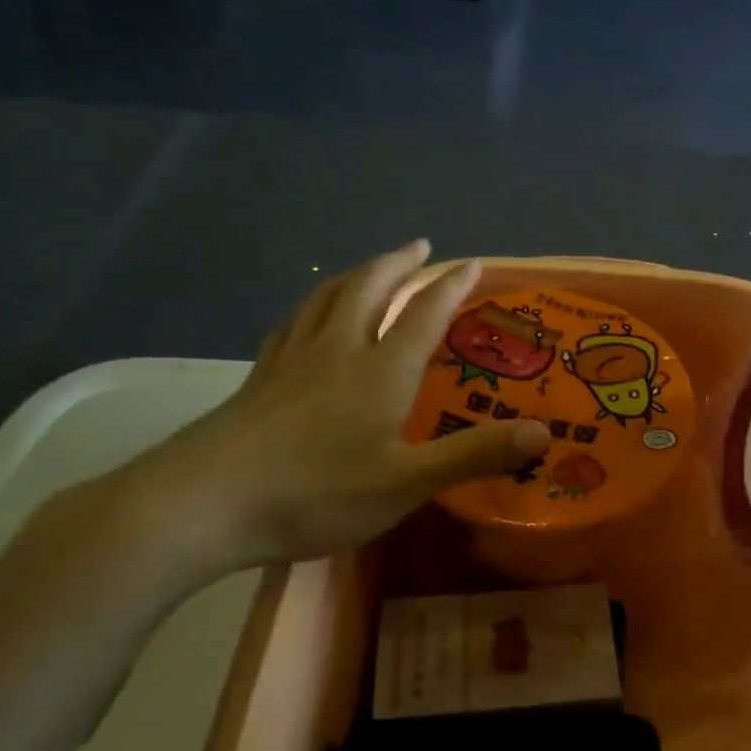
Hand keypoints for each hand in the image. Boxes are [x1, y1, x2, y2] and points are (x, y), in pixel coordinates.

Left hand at [121, 241, 549, 577]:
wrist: (205, 502)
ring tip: (371, 266)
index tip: (473, 263)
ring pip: (328, 298)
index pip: (424, 314)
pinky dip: (312, 303)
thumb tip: (544, 434)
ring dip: (356, 273)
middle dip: (400, 265)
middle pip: (371, 289)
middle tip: (420, 248)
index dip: (452, 287)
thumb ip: (475, 454)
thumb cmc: (316, 492)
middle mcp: (339, 350)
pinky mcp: (260, 378)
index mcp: (380, 370)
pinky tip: (309, 314)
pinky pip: (293, 322)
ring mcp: (292, 360)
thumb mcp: (408, 482)